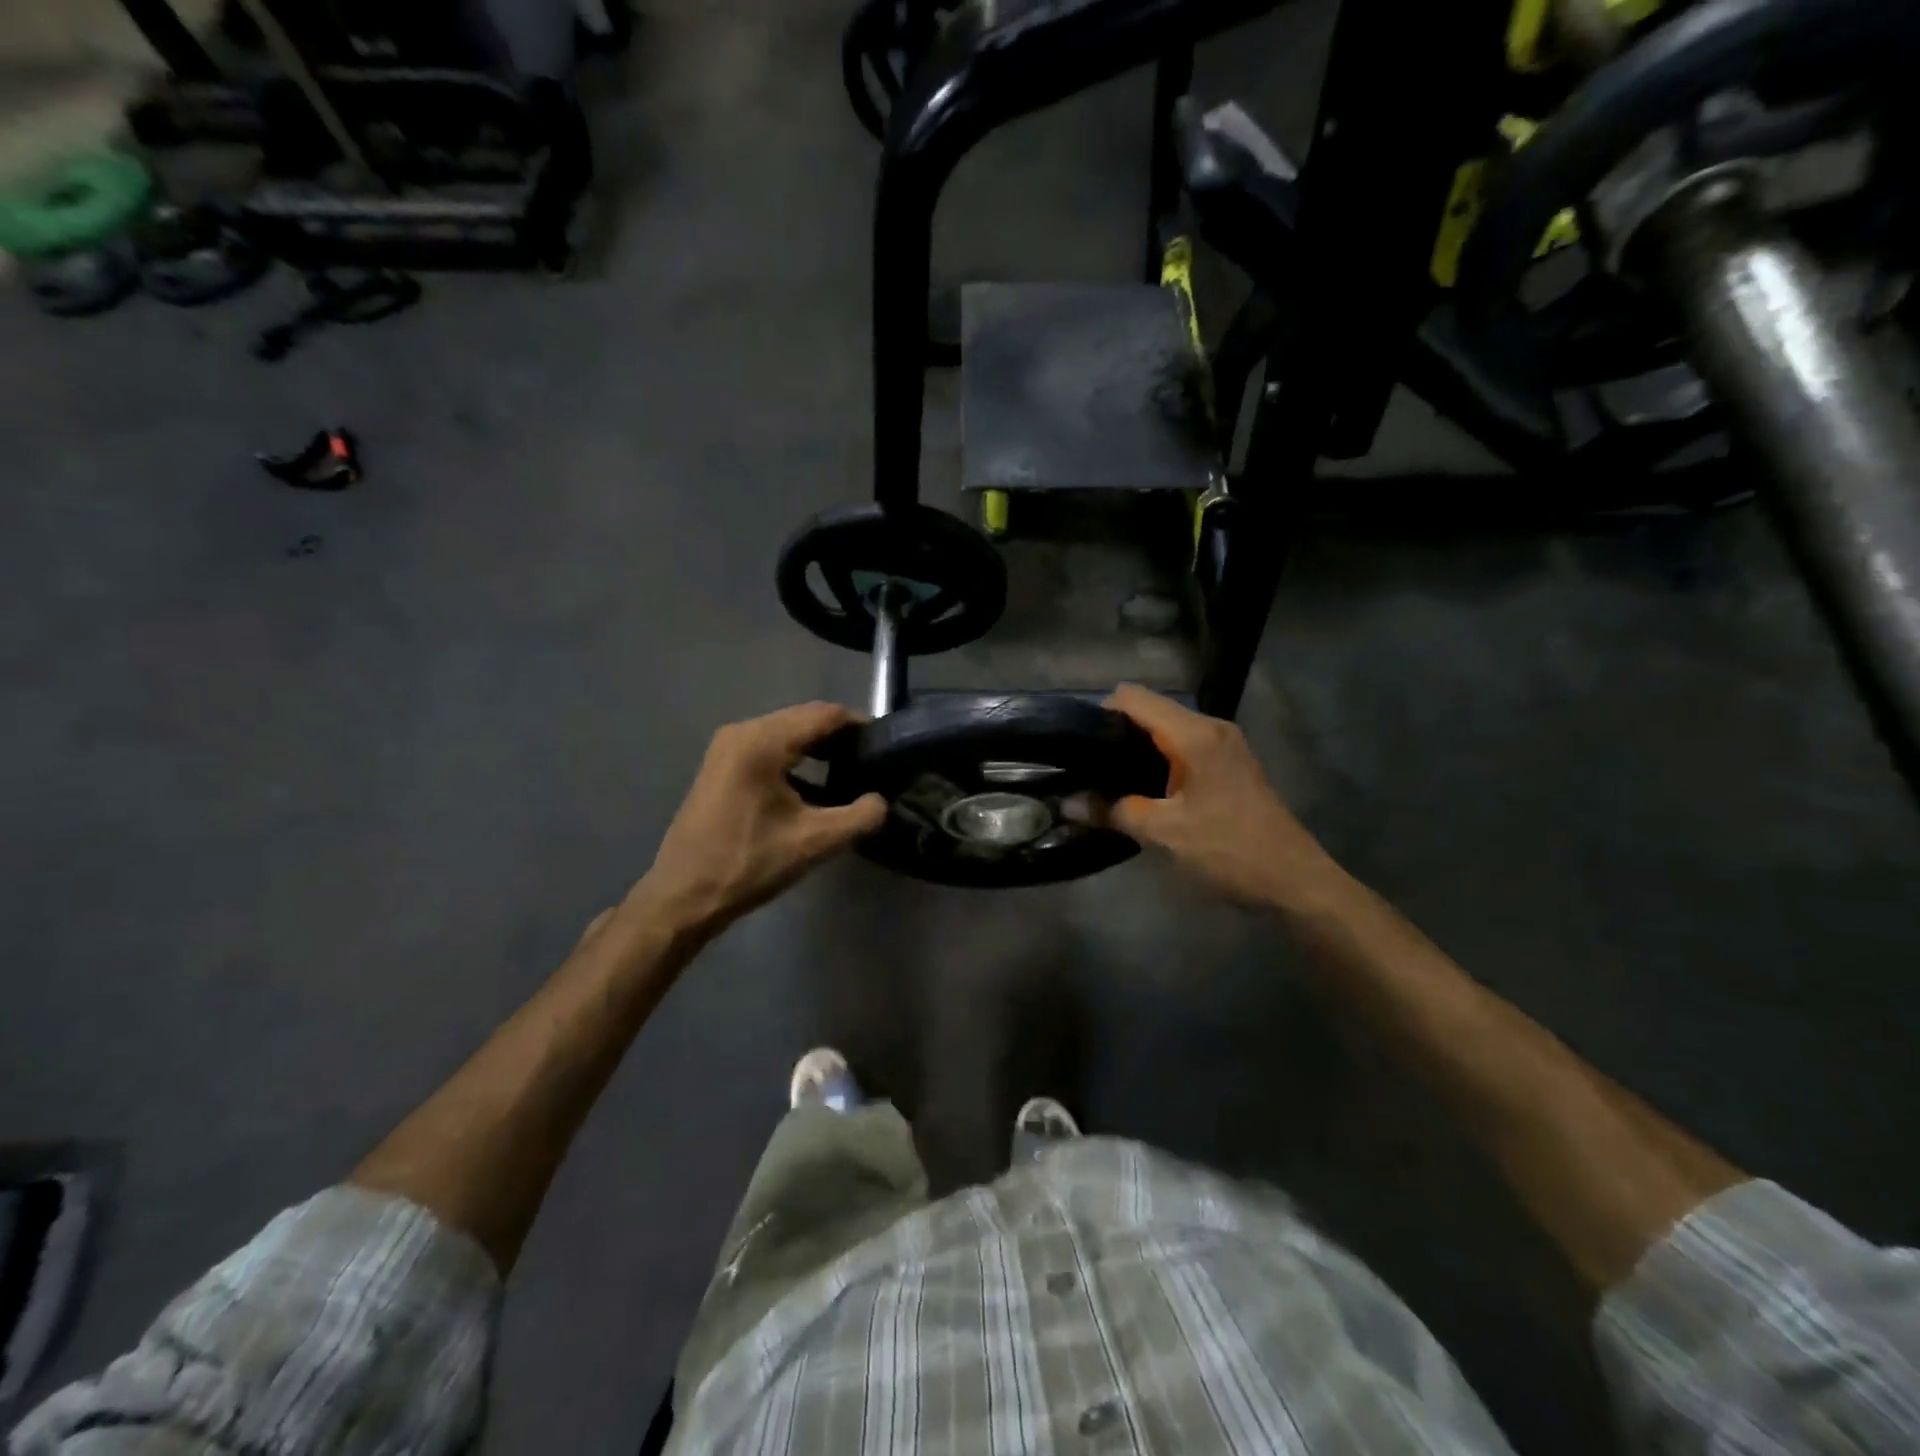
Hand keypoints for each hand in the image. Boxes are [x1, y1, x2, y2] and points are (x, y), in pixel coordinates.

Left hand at [629, 703, 885, 936]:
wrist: (683, 896)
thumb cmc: (749, 863)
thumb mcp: (814, 842)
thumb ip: (860, 816)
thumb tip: (880, 801)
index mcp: (763, 742)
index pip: (824, 715)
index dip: (859, 725)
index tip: (885, 747)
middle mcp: (742, 732)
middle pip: (804, 719)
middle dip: (839, 737)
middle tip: (871, 762)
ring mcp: (726, 748)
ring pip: (785, 734)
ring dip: (817, 749)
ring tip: (848, 774)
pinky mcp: (720, 766)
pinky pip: (768, 749)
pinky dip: (795, 760)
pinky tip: (814, 788)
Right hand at [1099, 684, 1335, 906]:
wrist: (1295, 881)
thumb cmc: (1229, 851)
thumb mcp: (1164, 834)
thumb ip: (1113, 811)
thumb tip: (1067, 804)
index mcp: (1195, 735)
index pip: (1134, 698)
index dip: (1100, 713)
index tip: (1078, 745)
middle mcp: (1211, 728)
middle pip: (1150, 710)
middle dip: (1116, 733)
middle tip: (1088, 767)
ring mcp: (1225, 745)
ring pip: (1167, 728)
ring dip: (1138, 748)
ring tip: (1109, 779)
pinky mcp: (1230, 764)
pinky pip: (1184, 745)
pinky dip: (1160, 759)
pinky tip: (1144, 790)